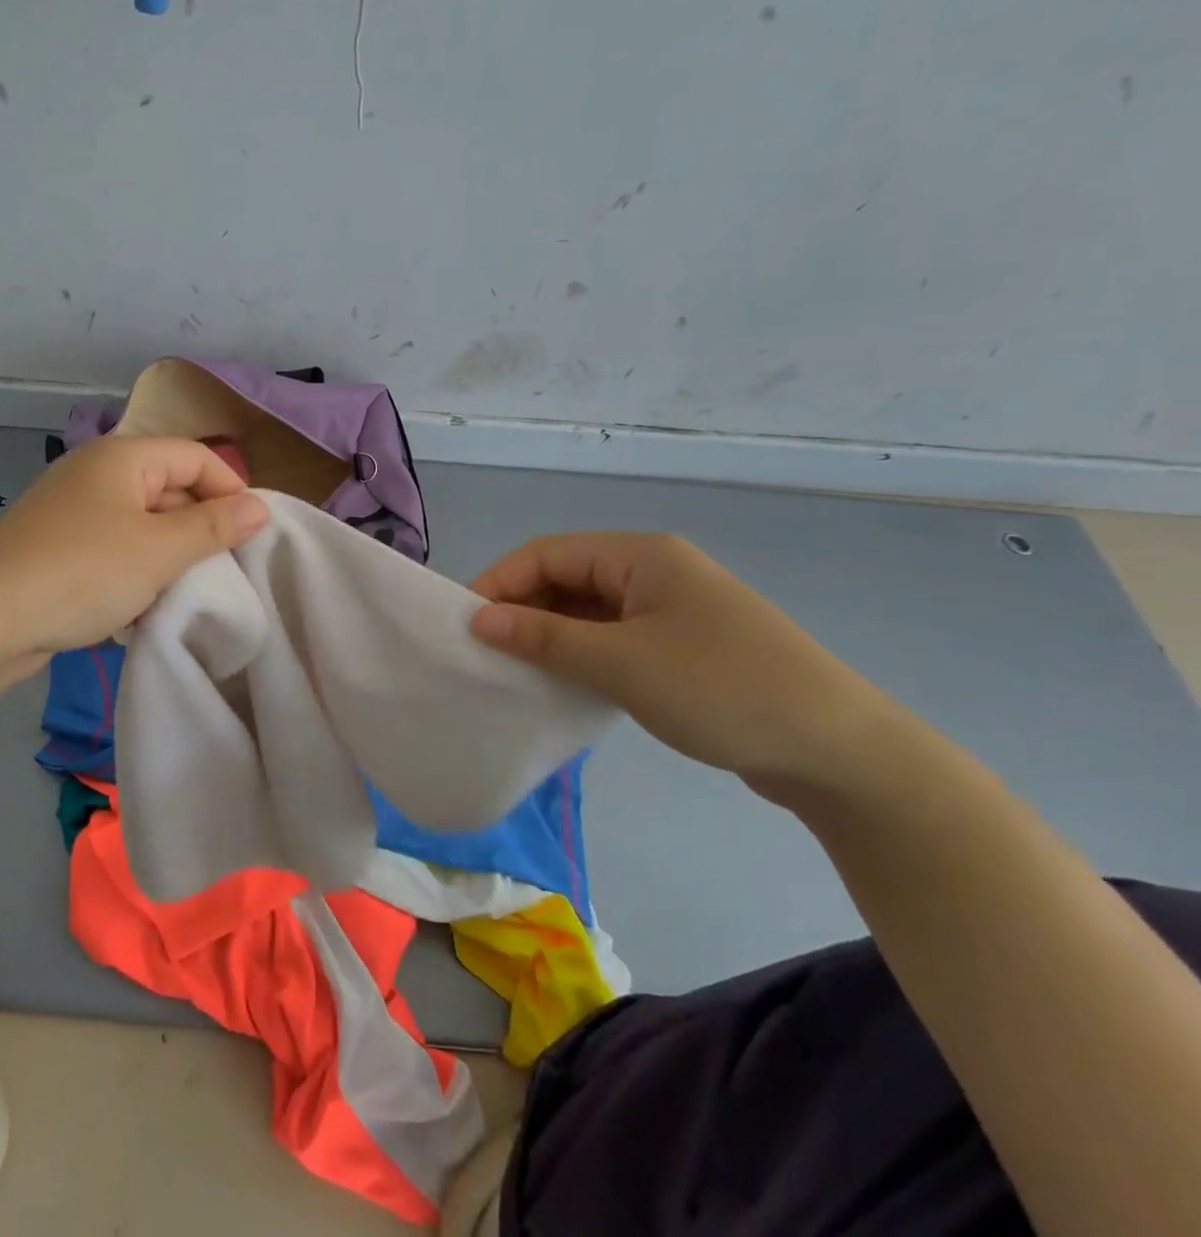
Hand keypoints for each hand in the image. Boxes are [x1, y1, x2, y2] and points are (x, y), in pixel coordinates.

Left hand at [0, 436, 268, 677]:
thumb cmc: (81, 573)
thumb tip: (261, 507)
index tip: (253, 536)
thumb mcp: (158, 550)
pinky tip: (143, 608)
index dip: (231, 490)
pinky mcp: (59, 549)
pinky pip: (115, 551)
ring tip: (187, 594)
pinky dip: (136, 574)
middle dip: (200, 529)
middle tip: (224, 572)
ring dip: (169, 558)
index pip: (196, 457)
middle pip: (170, 489)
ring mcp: (74, 513)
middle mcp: (97, 475)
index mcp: (123, 458)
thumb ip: (213, 527)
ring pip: (144, 526)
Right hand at [469, 533, 903, 802]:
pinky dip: (581, 656)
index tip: (465, 626)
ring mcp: (670, 611)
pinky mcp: (681, 648)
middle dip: (522, 611)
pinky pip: (612, 639)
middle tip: (486, 654)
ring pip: (587, 612)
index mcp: (641, 555)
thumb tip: (478, 620)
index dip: (500, 583)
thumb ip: (544, 638)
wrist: (839, 752)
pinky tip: (563, 685)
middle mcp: (653, 572)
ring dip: (550, 637)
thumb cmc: (722, 689)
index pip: (546, 554)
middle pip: (565, 578)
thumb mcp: (621, 663)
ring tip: (515, 672)